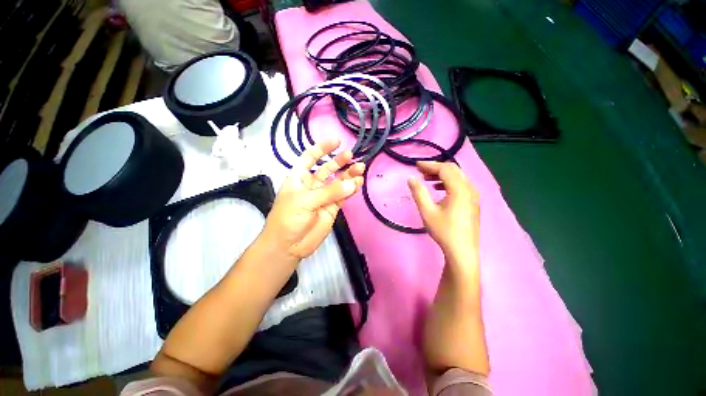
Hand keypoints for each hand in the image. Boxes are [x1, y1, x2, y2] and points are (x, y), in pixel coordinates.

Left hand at [263, 139, 364, 259]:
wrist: (289, 245)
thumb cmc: (288, 218)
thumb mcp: (306, 201)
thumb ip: (330, 192)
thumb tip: (353, 183)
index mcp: (300, 177)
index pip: (310, 157)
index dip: (321, 148)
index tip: (336, 142)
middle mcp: (313, 184)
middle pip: (327, 168)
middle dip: (339, 161)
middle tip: (352, 156)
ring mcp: (324, 196)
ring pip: (338, 182)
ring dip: (349, 175)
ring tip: (360, 169)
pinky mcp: (332, 208)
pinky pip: (343, 196)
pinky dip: (351, 189)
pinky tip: (359, 183)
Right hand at [407, 161, 479, 259]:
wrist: (462, 251)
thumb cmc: (444, 230)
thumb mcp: (427, 211)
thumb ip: (418, 192)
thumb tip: (410, 177)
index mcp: (460, 189)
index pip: (444, 169)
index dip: (429, 165)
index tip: (416, 165)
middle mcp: (470, 188)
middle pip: (453, 170)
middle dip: (436, 168)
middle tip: (421, 171)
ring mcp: (473, 195)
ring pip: (458, 177)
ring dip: (442, 175)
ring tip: (427, 179)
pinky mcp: (473, 202)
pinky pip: (461, 185)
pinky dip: (449, 182)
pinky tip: (439, 189)